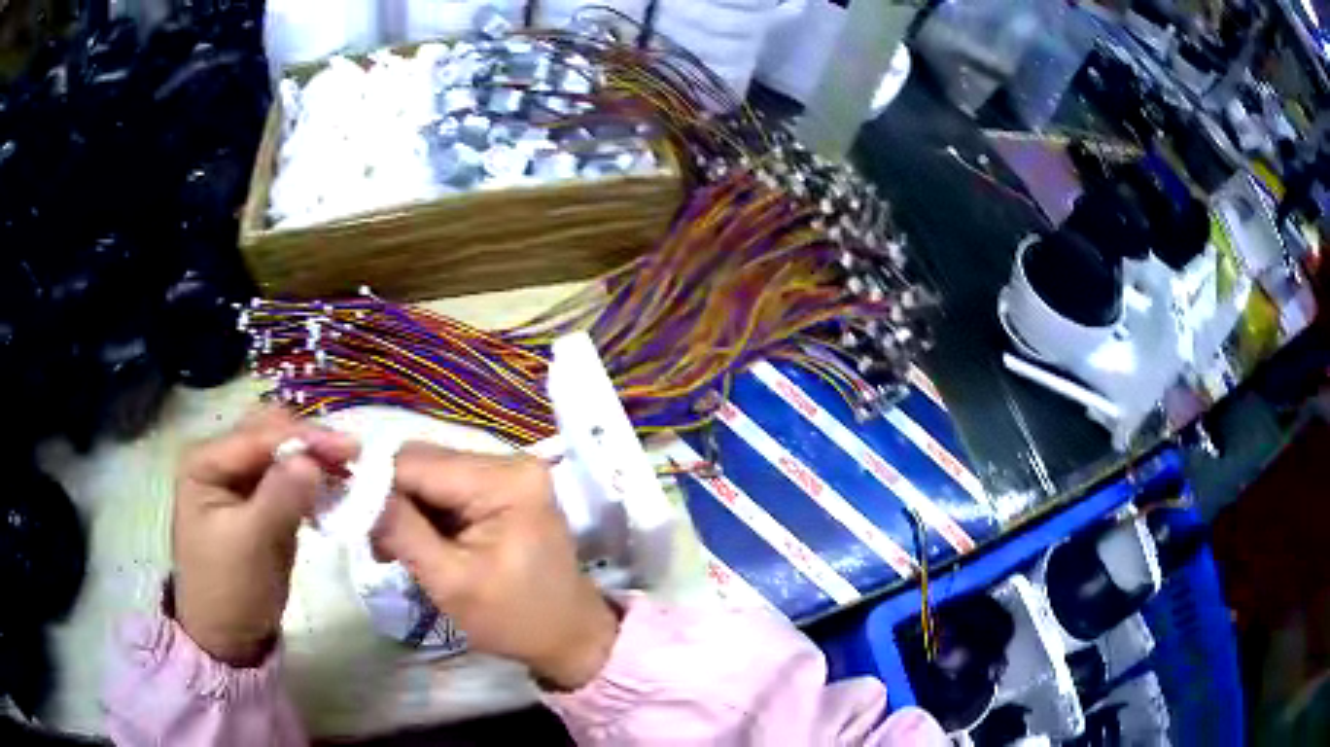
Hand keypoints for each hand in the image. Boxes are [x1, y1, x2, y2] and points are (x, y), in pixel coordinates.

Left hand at [173, 408, 358, 666]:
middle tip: (350, 459)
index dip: (305, 437)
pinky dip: (310, 481)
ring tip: (346, 474)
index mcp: (206, 461)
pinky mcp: (258, 503)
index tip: (351, 448)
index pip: (260, 434)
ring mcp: (239, 481)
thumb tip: (313, 460)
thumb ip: (280, 497)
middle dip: (309, 442)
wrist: (228, 638)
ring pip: (281, 453)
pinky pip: (287, 479)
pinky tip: (331, 493)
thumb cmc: (229, 589)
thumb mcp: (251, 544)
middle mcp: (221, 460)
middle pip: (270, 432)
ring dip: (312, 460)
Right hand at [373, 444, 618, 689]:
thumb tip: (352, 488)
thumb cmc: (514, 619)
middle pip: (424, 463)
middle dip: (390, 498)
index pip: (417, 462)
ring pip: (430, 475)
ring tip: (394, 551)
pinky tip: (417, 543)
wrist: (569, 636)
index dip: (374, 482)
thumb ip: (401, 530)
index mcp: (504, 480)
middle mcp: (509, 461)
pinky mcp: (503, 489)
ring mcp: (508, 474)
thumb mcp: (450, 581)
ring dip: (405, 508)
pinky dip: (425, 513)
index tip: (346, 512)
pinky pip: (448, 489)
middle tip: (376, 544)